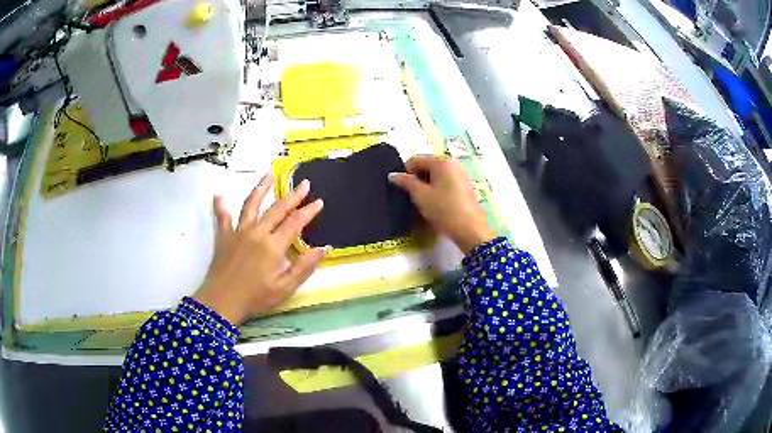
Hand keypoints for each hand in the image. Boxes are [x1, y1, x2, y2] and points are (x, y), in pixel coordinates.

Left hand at [194, 175, 325, 324]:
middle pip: (277, 208)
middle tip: (304, 183)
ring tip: (269, 174)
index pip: (295, 223)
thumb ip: (304, 268)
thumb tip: (323, 248)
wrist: (222, 302)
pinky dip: (220, 205)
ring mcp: (238, 231)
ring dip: (261, 188)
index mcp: (273, 246)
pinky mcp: (223, 236)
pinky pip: (222, 217)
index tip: (319, 202)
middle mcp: (256, 232)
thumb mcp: (284, 289)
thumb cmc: (255, 298)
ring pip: (251, 204)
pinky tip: (219, 194)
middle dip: (293, 195)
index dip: (308, 211)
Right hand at [389, 155, 496, 253]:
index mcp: (442, 161)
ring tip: (423, 203)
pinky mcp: (465, 187)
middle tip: (411, 198)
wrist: (471, 230)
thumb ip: (406, 182)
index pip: (415, 160)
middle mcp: (453, 163)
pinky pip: (445, 183)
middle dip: (416, 179)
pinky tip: (435, 205)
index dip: (405, 173)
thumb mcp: (421, 196)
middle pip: (426, 166)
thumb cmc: (445, 210)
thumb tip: (393, 175)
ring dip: (426, 186)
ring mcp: (461, 175)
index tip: (401, 190)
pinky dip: (436, 190)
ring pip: (436, 176)